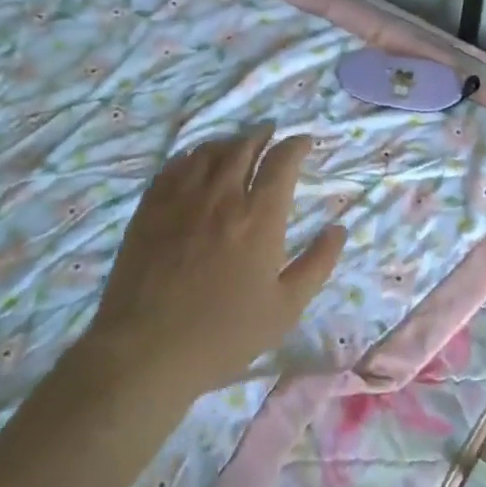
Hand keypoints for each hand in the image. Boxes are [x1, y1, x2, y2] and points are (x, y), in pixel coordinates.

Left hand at [79, 126, 345, 405]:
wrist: (146, 352)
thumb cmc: (224, 334)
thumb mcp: (285, 308)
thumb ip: (317, 264)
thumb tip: (339, 228)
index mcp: (259, 217)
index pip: (282, 162)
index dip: (296, 145)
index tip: (304, 142)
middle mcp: (222, 196)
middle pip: (244, 147)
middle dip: (262, 135)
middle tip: (270, 133)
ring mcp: (181, 199)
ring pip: (208, 152)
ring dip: (228, 142)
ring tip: (237, 144)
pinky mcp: (149, 210)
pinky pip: (173, 167)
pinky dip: (191, 156)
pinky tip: (193, 161)